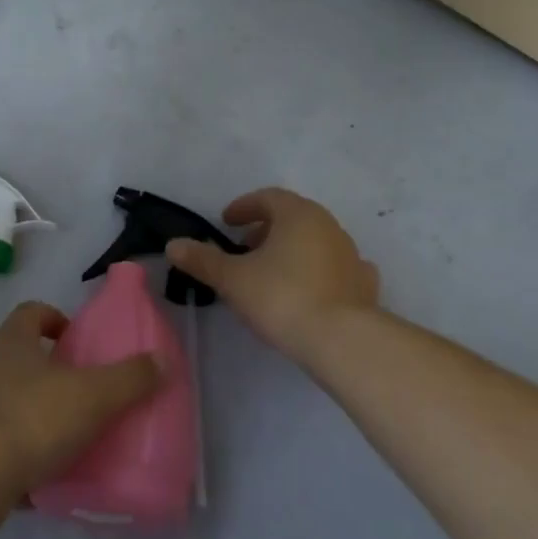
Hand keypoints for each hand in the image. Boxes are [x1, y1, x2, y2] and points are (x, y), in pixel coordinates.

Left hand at [0, 302, 161, 530]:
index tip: (81, 341)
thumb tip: (161, 360)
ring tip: (79, 438)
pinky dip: (27, 459)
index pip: (32, 312)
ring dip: (42, 417)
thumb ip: (129, 378)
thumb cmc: (31, 419)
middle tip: (91, 393)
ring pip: (14, 403)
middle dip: (56, 373)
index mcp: (13, 341)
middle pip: (24, 358)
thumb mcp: (92, 395)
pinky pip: (4, 448)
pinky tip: (54, 479)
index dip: (57, 319)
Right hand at [166, 187, 379, 361]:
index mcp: (298, 214)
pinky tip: (311, 290)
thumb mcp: (232, 279)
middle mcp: (328, 225)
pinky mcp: (365, 285)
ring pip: (315, 241)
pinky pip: (338, 268)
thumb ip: (202, 260)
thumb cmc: (282, 297)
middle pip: (293, 217)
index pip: (268, 197)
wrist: (342, 341)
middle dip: (266, 229)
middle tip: (244, 250)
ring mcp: (351, 255)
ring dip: (292, 250)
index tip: (227, 222)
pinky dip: (320, 272)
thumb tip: (173, 245)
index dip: (244, 207)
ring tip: (272, 274)